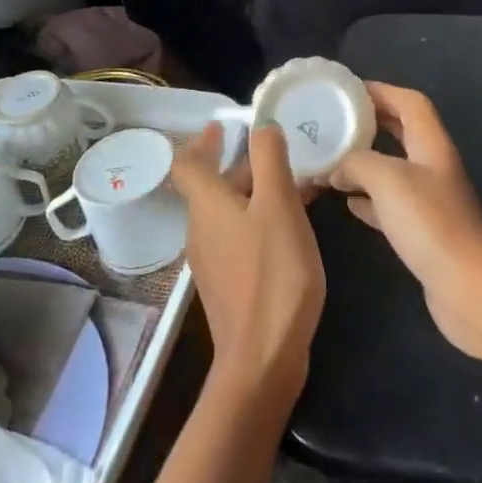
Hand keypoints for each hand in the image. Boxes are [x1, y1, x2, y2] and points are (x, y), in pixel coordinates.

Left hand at [171, 121, 325, 405]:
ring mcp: (212, 260)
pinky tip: (289, 228)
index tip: (222, 126)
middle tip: (275, 153)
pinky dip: (258, 220)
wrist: (263, 356)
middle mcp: (201, 229)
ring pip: (227, 212)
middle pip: (211, 186)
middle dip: (240, 165)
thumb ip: (270, 161)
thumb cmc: (273, 273)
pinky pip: (238, 237)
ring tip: (293, 186)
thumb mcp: (279, 206)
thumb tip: (261, 126)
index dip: (203, 141)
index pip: (188, 163)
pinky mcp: (227, 284)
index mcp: (207, 205)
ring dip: (254, 192)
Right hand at [330, 83, 481, 361]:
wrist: (468, 288)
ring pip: (394, 169)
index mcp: (431, 144)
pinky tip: (347, 203)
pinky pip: (391, 205)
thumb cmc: (430, 223)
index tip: (347, 91)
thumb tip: (337, 167)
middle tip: (334, 122)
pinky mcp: (423, 232)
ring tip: (331, 159)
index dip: (381, 91)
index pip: (409, 102)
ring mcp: (430, 201)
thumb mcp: (386, 179)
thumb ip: (357, 162)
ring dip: (365, 162)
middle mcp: (433, 167)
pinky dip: (368, 200)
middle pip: (402, 132)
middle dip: (370, 123)